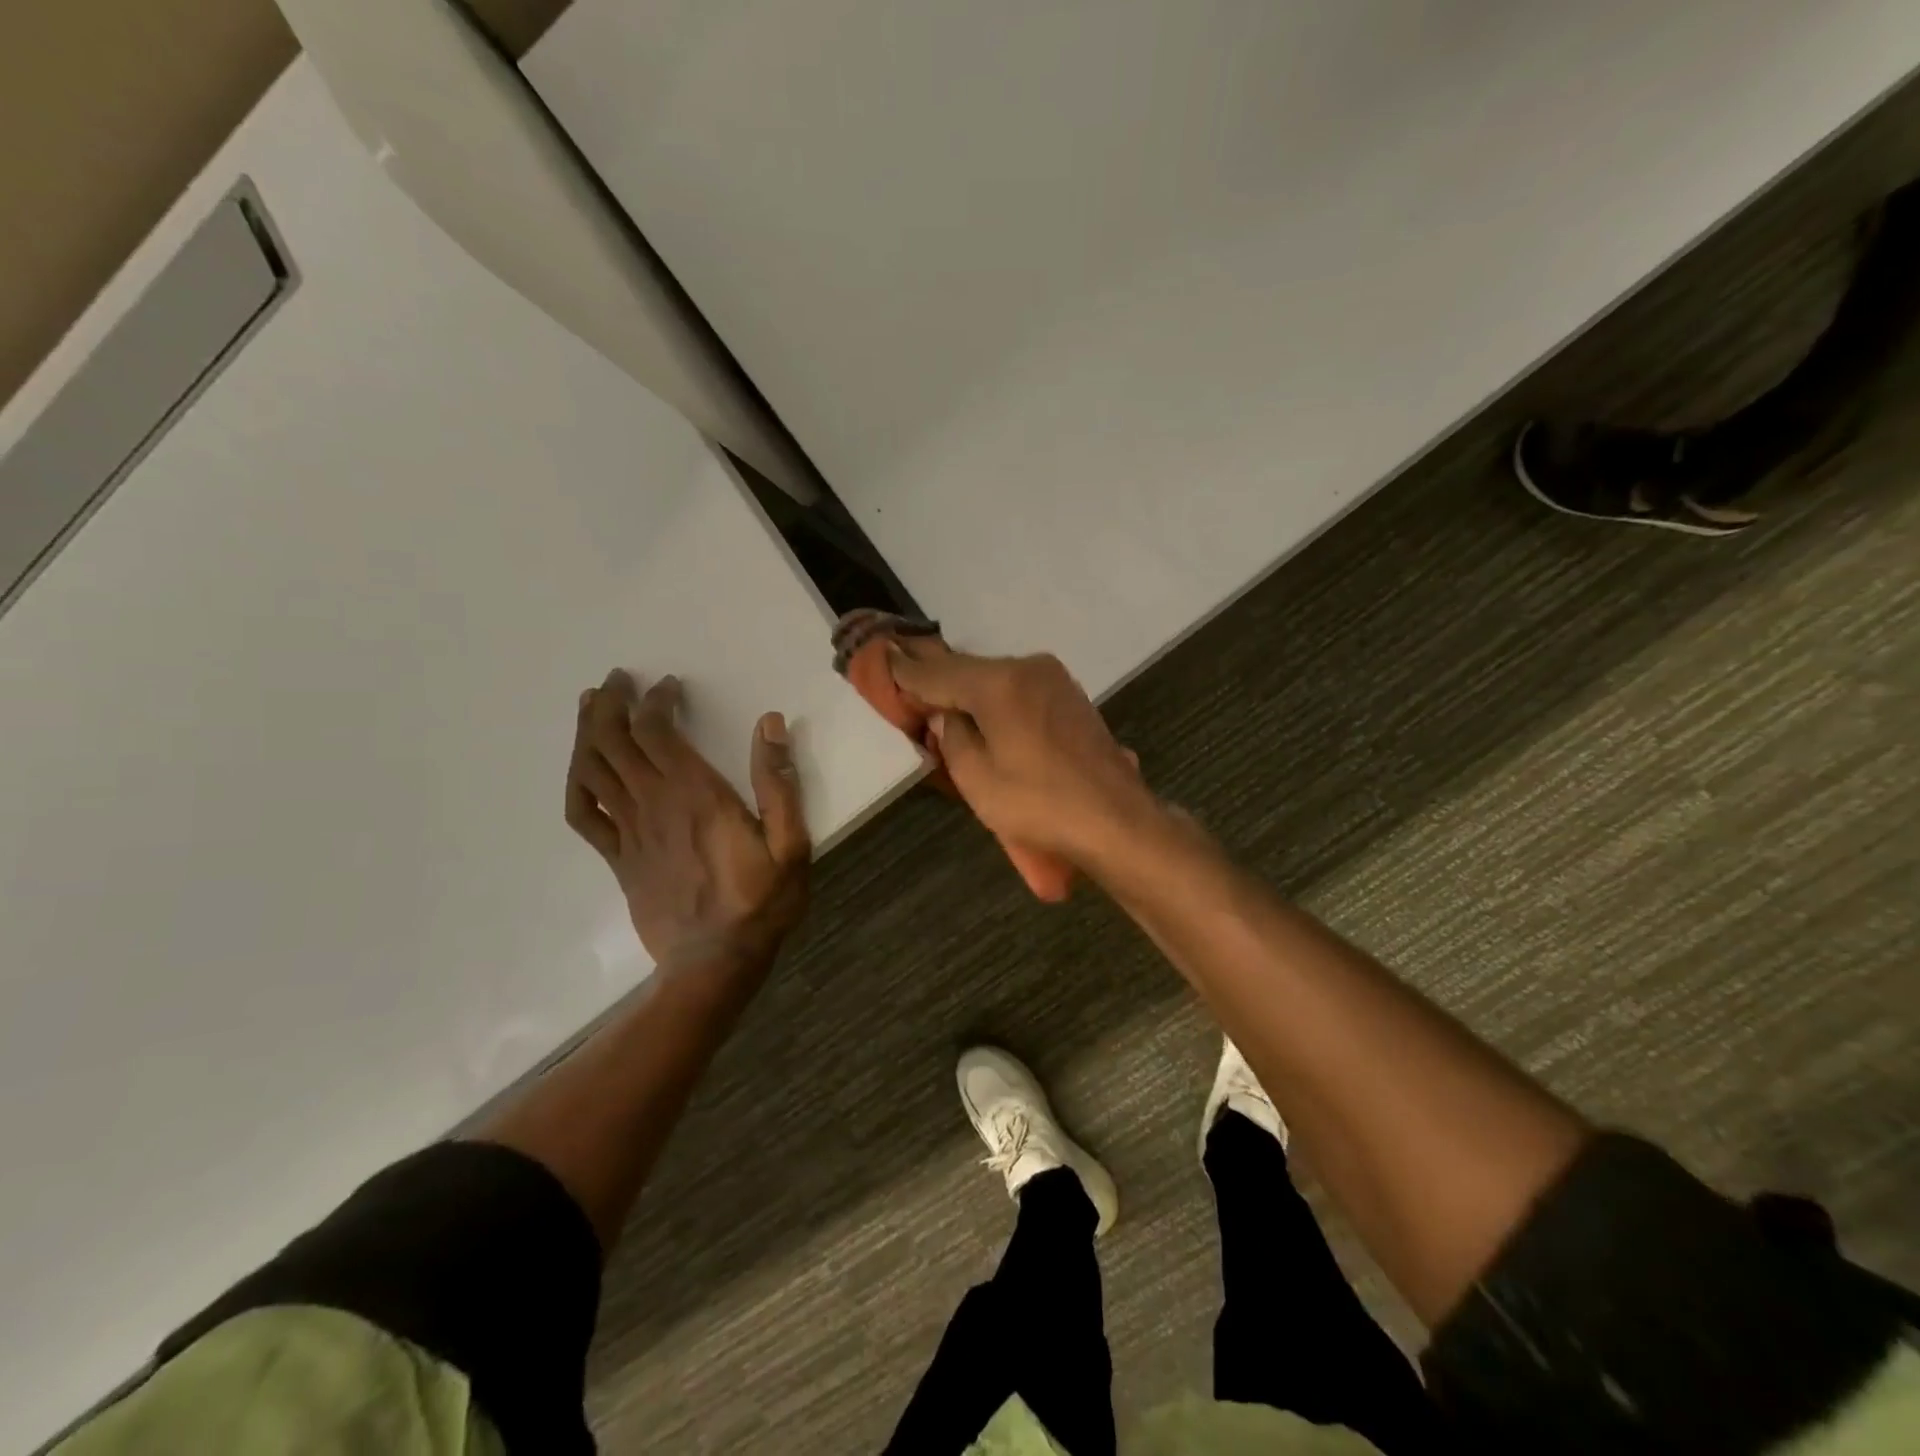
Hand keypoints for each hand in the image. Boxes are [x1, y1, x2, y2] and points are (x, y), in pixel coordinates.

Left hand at [565, 670, 810, 969]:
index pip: (657, 730)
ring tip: (591, 705)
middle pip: (614, 741)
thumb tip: (769, 724)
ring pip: (592, 770)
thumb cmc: (760, 901)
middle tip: (617, 680)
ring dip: (587, 732)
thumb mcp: (791, 844)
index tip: (669, 686)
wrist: (715, 963)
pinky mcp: (618, 858)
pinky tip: (581, 769)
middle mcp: (653, 804)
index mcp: (695, 794)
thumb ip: (779, 783)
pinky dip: (576, 783)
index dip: (656, 700)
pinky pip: (583, 814)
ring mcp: (629, 832)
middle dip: (611, 703)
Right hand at [888, 641, 1161, 869]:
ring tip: (944, 708)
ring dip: (969, 693)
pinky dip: (997, 701)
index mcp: (999, 683)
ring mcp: (1055, 680)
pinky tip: (987, 719)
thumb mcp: (977, 778)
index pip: (938, 671)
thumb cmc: (1039, 803)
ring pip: (997, 679)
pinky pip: (1020, 691)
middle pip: (969, 670)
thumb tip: (946, 717)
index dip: (907, 670)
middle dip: (939, 681)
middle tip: (909, 690)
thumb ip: (952, 738)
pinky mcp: (1072, 699)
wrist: (1117, 821)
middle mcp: (1028, 668)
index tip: (883, 657)